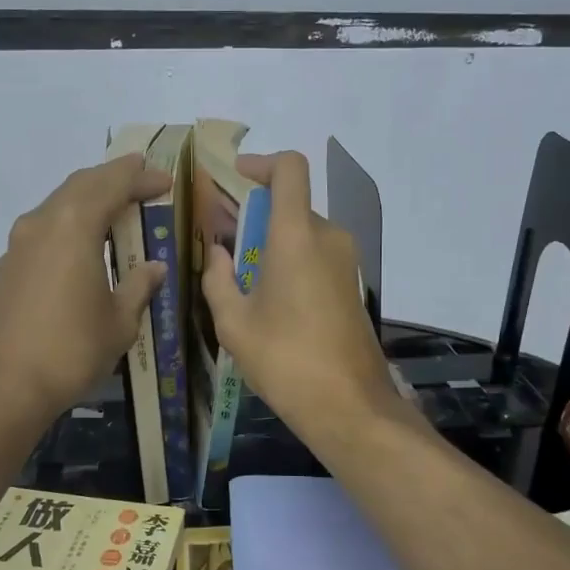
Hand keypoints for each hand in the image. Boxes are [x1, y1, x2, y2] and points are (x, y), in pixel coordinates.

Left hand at [0, 155, 172, 421]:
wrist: (3, 387)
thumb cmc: (71, 350)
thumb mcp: (119, 321)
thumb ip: (138, 286)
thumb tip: (153, 267)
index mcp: (74, 225)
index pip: (112, 183)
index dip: (140, 177)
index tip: (165, 181)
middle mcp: (42, 223)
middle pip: (81, 185)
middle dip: (114, 178)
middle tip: (143, 181)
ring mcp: (19, 245)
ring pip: (59, 204)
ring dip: (89, 199)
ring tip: (118, 209)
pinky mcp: (8, 268)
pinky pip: (46, 229)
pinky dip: (71, 223)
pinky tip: (86, 245)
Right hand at [200, 151, 402, 439]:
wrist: (349, 406)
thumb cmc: (286, 360)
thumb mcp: (234, 323)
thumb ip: (218, 279)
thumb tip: (218, 254)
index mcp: (297, 236)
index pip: (289, 169)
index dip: (261, 163)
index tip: (235, 178)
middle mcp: (327, 238)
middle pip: (291, 205)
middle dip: (253, 216)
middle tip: (220, 244)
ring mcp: (346, 262)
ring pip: (302, 234)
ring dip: (270, 244)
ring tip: (238, 279)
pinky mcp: (352, 286)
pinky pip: (315, 257)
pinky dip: (289, 262)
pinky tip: (268, 301)